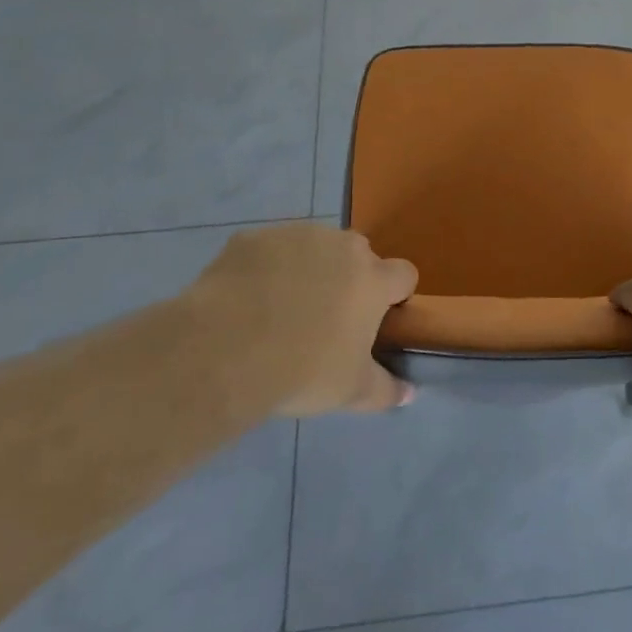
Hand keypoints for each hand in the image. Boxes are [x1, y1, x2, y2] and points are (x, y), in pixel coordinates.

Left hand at [179, 224, 418, 416]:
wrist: (223, 351)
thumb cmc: (301, 370)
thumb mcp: (350, 392)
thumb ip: (385, 390)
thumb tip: (409, 394)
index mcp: (372, 279)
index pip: (404, 274)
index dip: (395, 295)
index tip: (377, 320)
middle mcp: (341, 247)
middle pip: (358, 255)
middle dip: (349, 279)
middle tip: (326, 320)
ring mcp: (296, 236)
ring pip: (314, 247)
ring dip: (308, 270)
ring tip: (280, 310)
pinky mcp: (253, 238)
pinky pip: (269, 250)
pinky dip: (266, 269)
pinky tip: (246, 301)